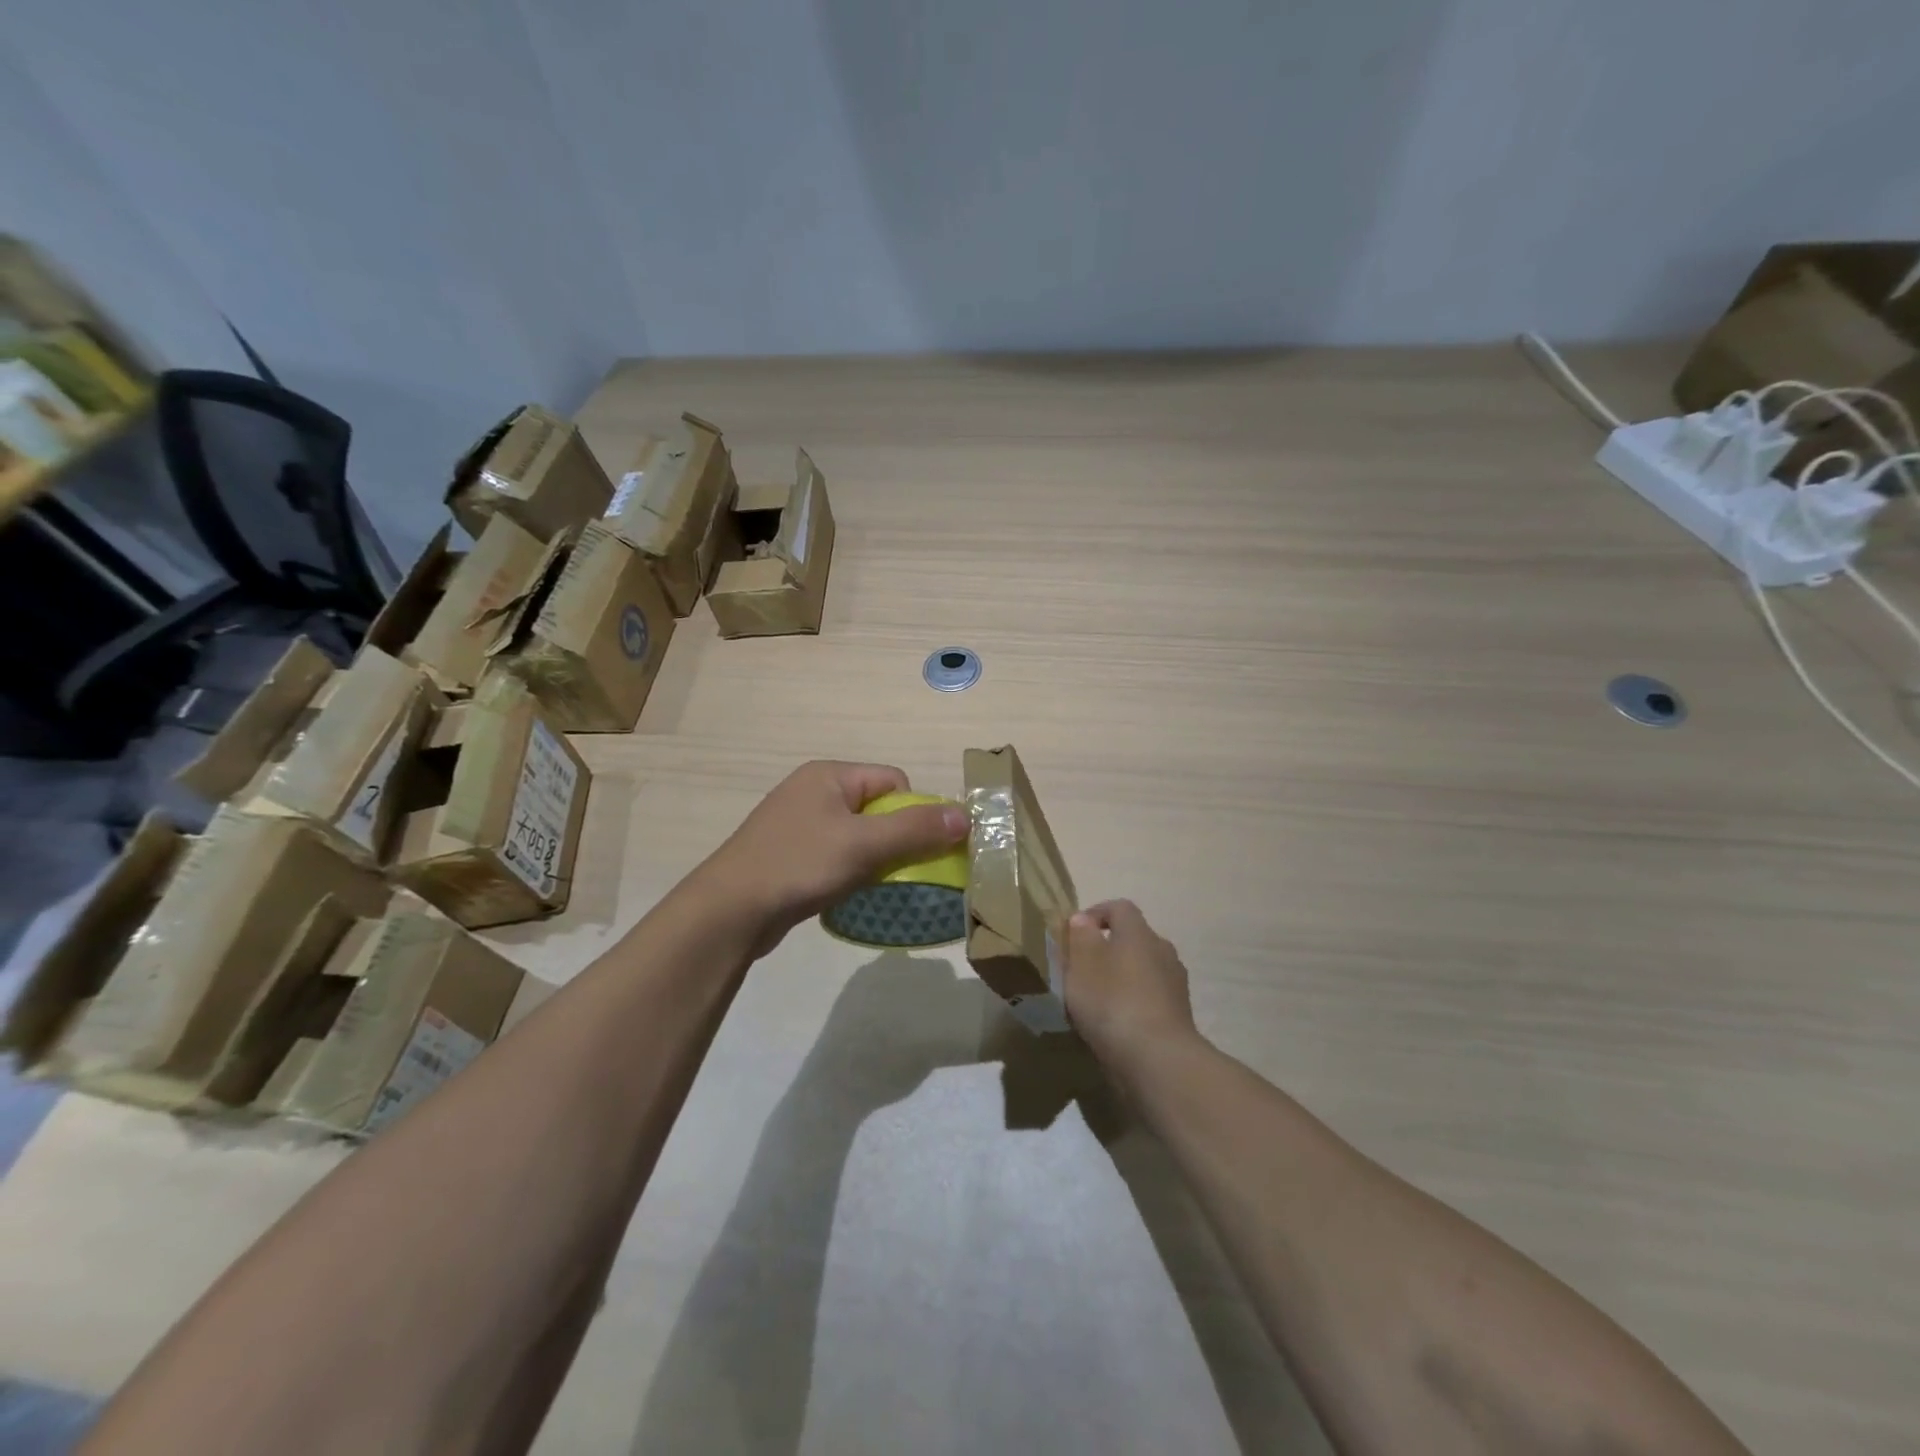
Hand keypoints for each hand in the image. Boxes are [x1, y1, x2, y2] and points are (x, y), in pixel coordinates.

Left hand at [693, 761, 967, 957]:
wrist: (729, 911)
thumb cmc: (799, 865)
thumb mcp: (863, 845)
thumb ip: (915, 830)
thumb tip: (965, 816)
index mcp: (829, 775)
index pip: (893, 781)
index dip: (913, 813)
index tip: (913, 850)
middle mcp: (813, 790)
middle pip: (877, 808)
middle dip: (894, 839)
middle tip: (896, 871)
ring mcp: (798, 822)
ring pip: (858, 834)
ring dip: (873, 858)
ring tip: (869, 885)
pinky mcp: (789, 853)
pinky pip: (836, 853)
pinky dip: (849, 871)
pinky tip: (844, 893)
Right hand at [1064, 900, 1200, 1075]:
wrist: (1158, 1059)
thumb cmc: (1112, 1002)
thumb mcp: (1081, 964)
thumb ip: (1080, 937)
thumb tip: (1083, 920)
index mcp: (1139, 932)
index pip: (1119, 907)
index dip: (1095, 913)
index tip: (1074, 933)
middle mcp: (1162, 950)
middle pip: (1133, 939)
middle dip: (1108, 949)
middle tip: (1082, 970)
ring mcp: (1175, 984)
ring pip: (1143, 970)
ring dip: (1122, 978)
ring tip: (1096, 1001)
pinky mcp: (1179, 1015)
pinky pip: (1151, 998)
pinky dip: (1134, 1004)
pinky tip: (1115, 1025)